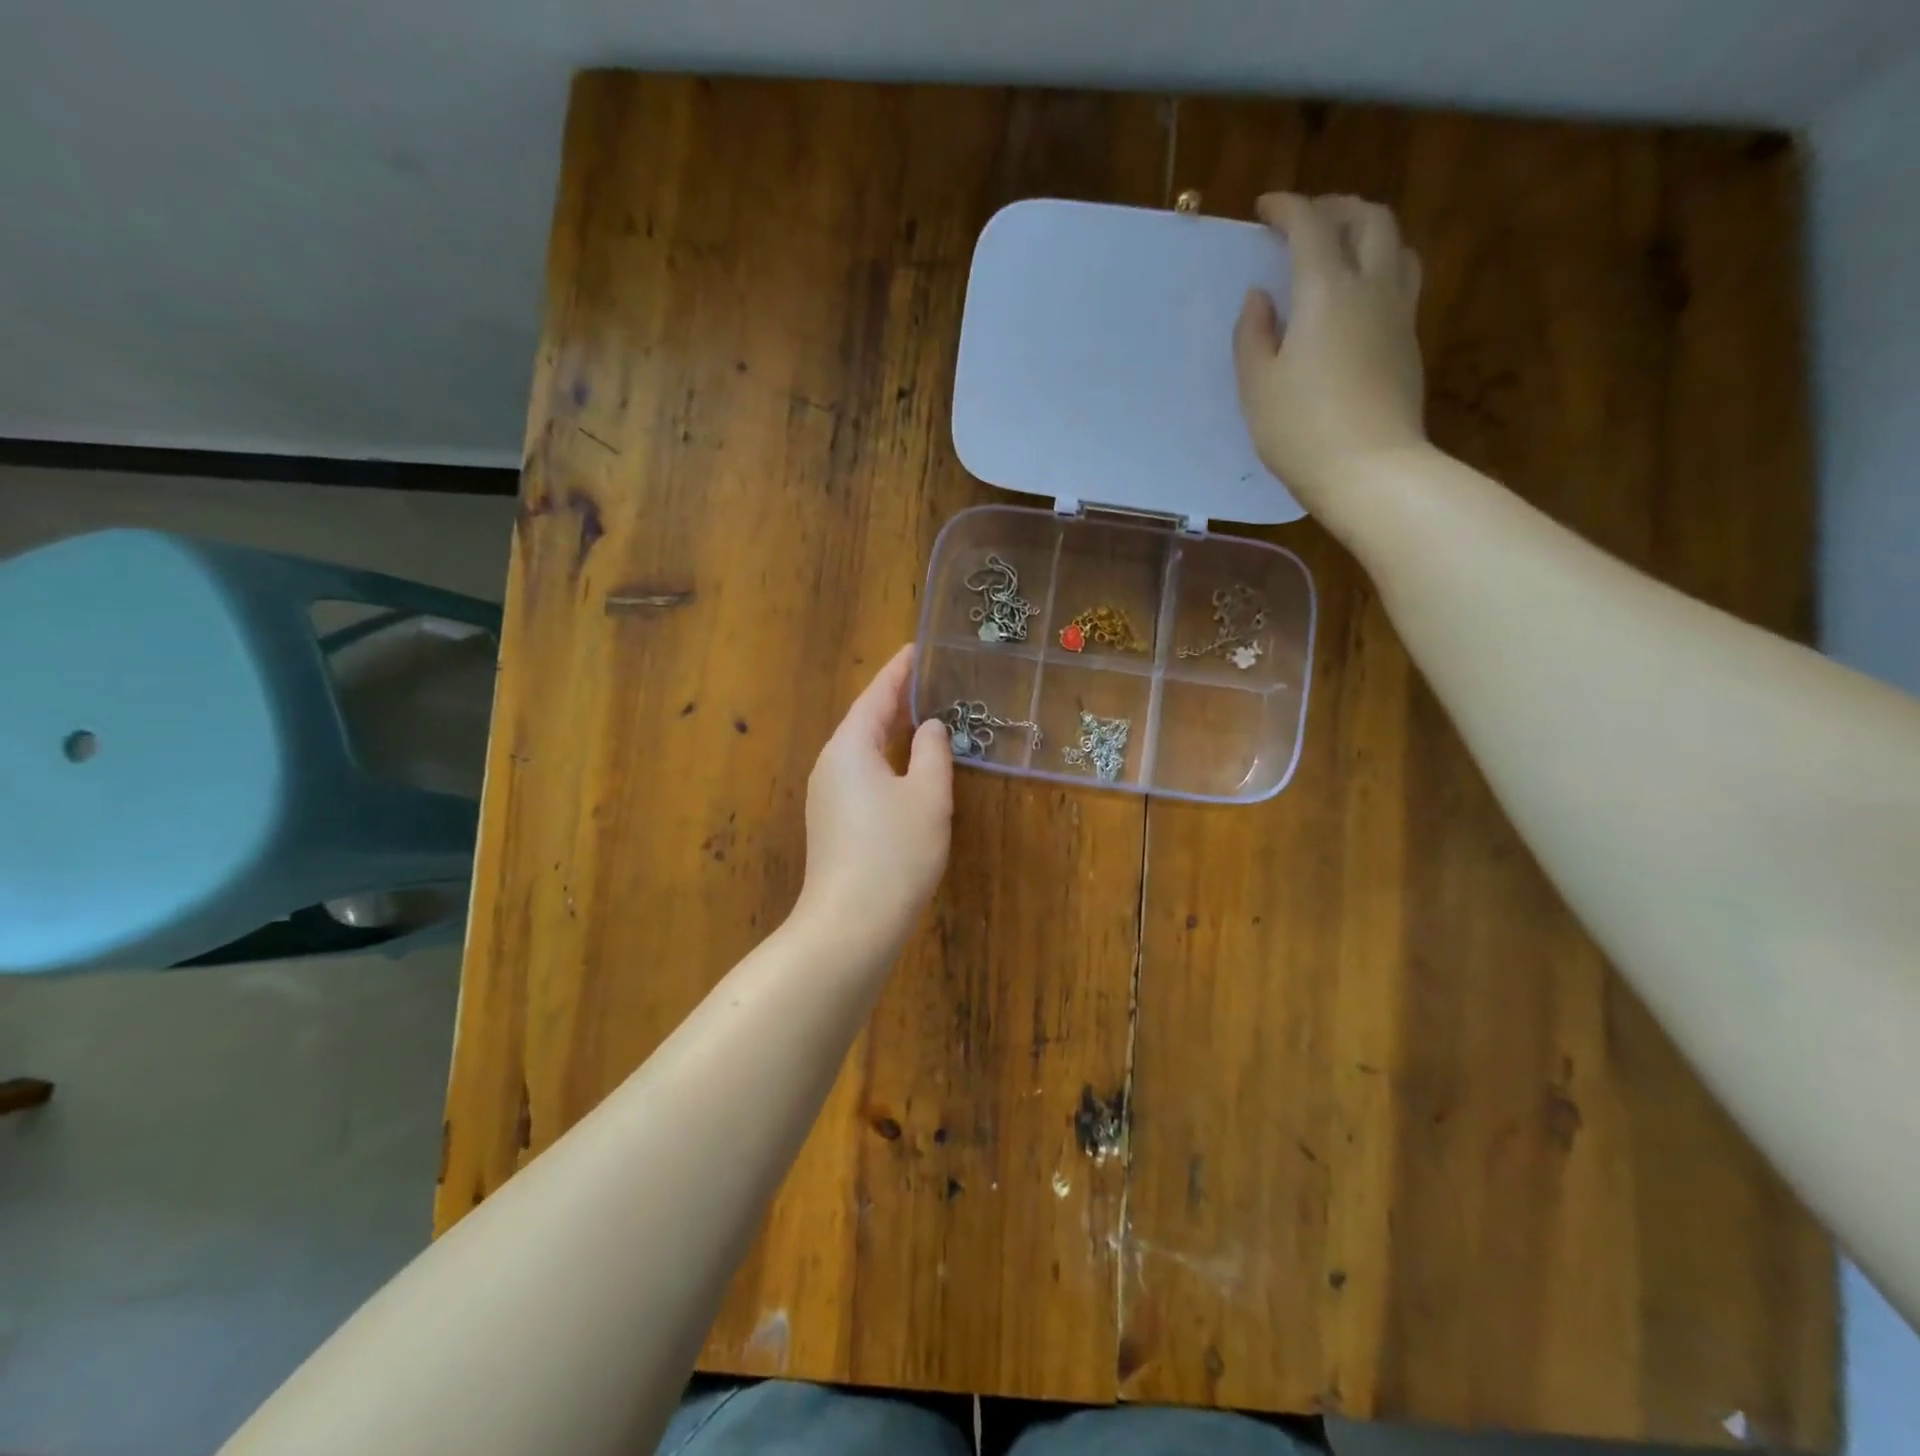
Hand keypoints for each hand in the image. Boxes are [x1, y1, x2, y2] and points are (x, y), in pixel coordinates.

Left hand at [794, 645, 953, 960]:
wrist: (851, 923)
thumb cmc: (895, 852)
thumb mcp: (927, 796)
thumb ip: (932, 752)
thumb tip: (929, 727)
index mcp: (850, 746)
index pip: (876, 694)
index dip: (899, 670)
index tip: (918, 647)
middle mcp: (831, 764)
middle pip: (865, 720)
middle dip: (896, 699)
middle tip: (930, 679)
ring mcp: (827, 795)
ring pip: (863, 750)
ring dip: (891, 731)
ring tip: (923, 715)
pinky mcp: (832, 822)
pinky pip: (861, 775)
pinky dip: (886, 760)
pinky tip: (907, 767)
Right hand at [1234, 193, 1427, 519]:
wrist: (1369, 469)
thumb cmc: (1300, 430)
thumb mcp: (1257, 386)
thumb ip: (1253, 335)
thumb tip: (1260, 297)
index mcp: (1327, 291)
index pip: (1310, 226)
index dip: (1287, 208)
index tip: (1265, 208)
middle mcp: (1371, 286)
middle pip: (1367, 219)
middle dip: (1334, 208)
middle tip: (1305, 221)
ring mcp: (1398, 313)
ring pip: (1395, 244)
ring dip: (1367, 231)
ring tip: (1341, 248)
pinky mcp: (1409, 341)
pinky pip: (1402, 279)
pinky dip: (1380, 265)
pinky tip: (1360, 294)